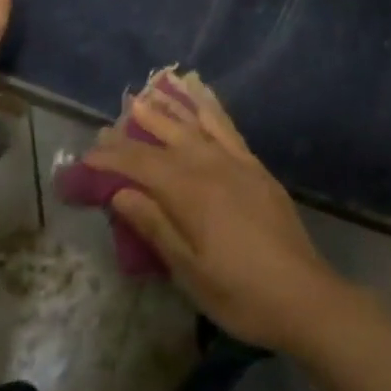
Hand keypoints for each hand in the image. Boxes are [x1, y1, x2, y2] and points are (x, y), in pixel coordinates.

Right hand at [84, 77, 347, 353]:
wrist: (303, 294)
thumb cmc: (240, 293)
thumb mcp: (190, 271)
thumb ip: (155, 226)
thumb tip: (121, 193)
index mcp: (191, 192)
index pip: (142, 165)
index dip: (113, 158)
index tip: (87, 155)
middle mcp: (212, 165)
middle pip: (167, 138)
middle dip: (136, 129)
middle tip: (109, 125)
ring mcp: (237, 161)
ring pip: (196, 124)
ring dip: (170, 109)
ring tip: (148, 96)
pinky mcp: (255, 166)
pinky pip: (227, 127)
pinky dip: (211, 109)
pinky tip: (202, 99)